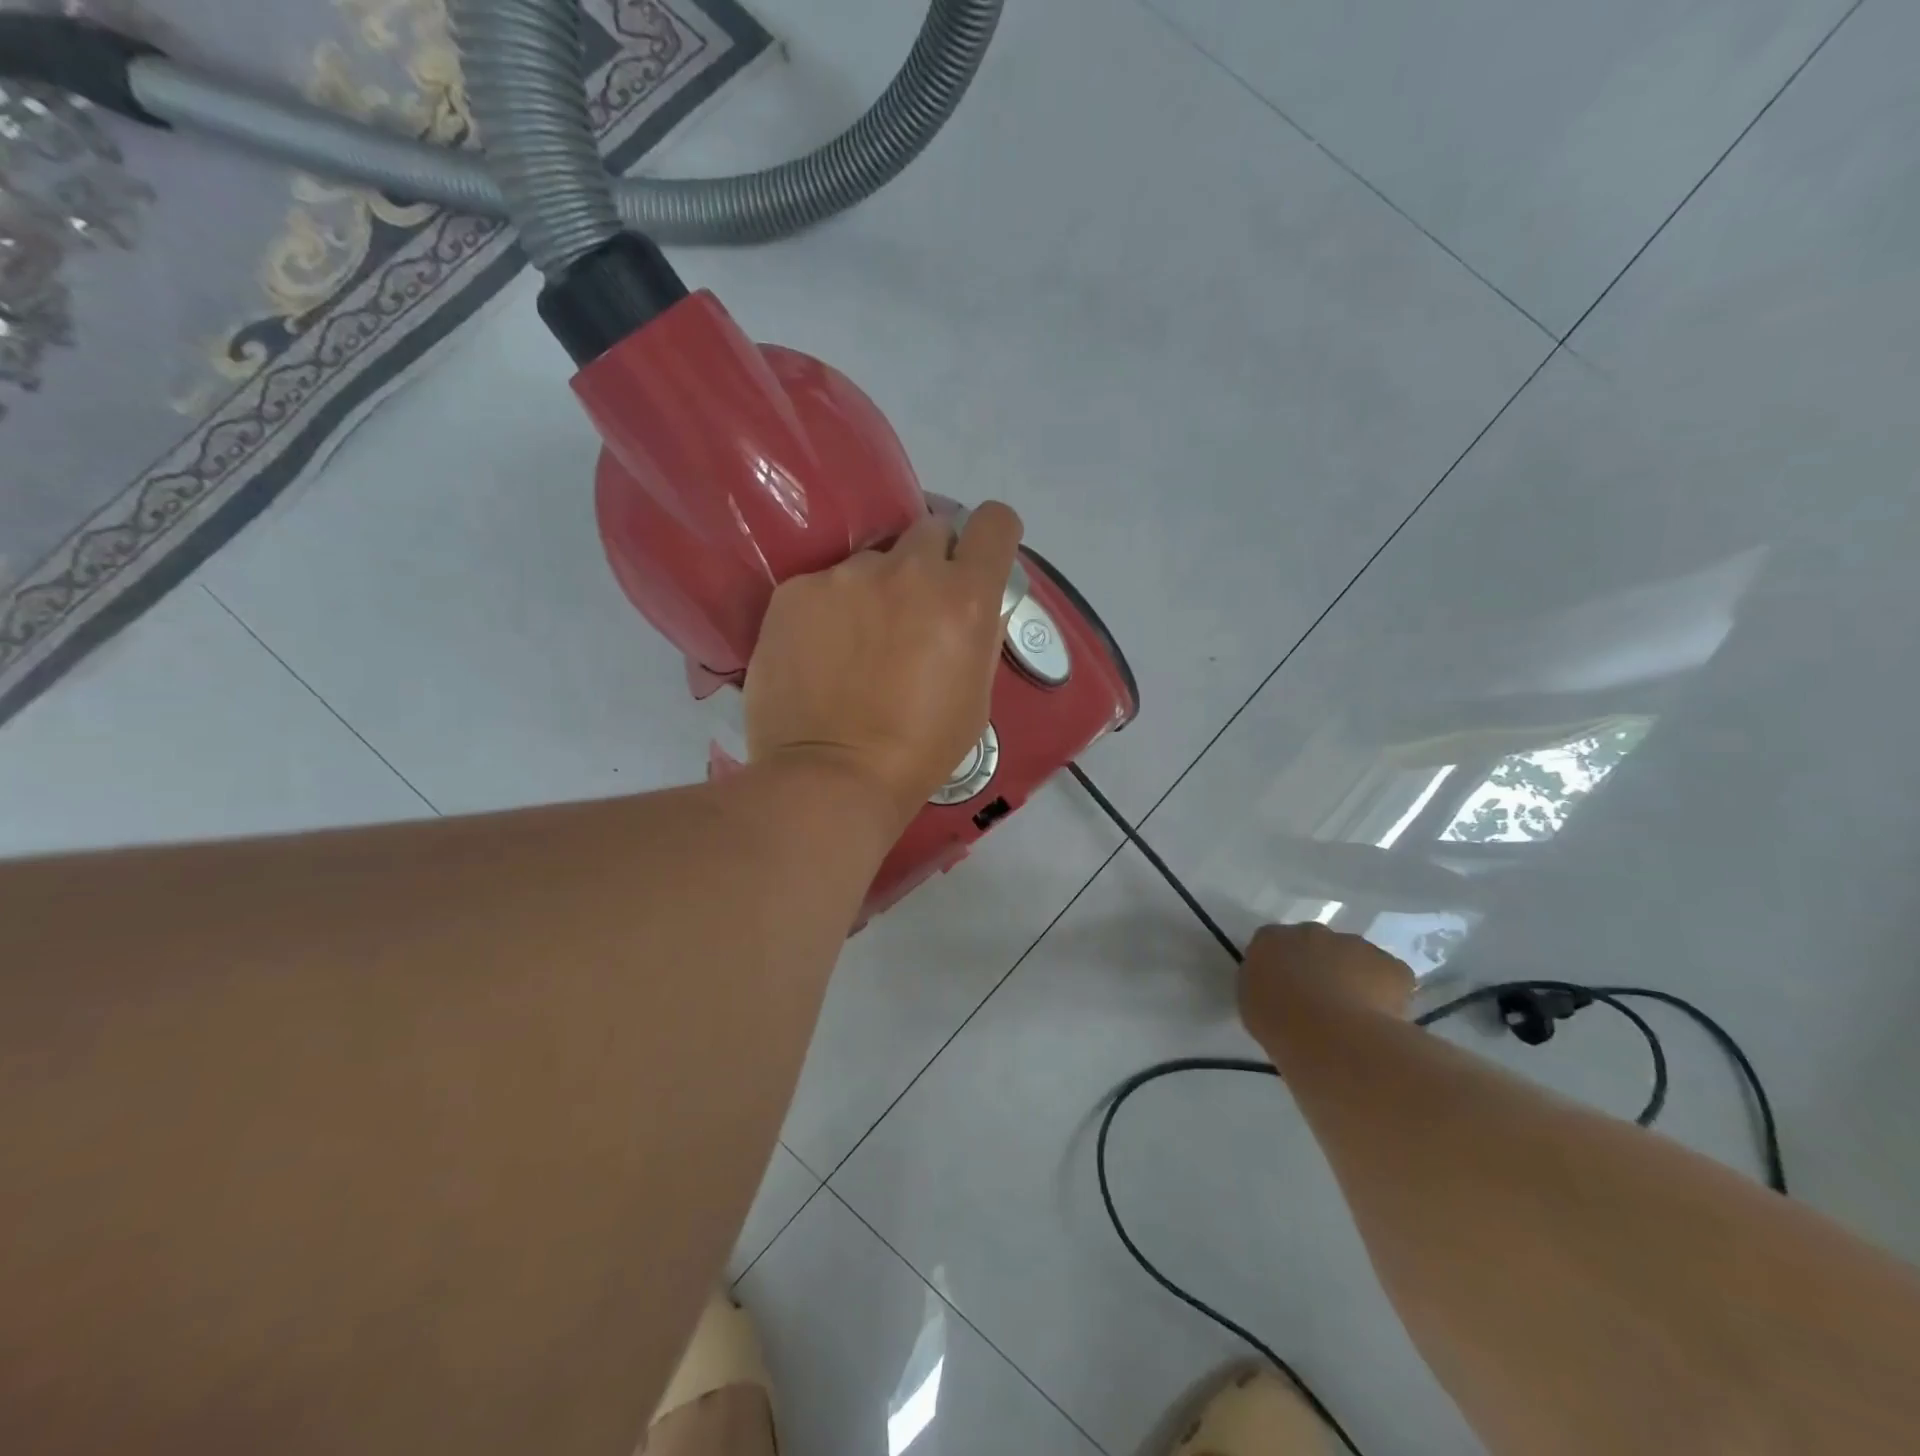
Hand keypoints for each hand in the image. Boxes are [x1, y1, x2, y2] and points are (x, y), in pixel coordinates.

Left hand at [745, 502, 1023, 833]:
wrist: (831, 778)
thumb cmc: (919, 750)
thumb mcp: (976, 696)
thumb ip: (978, 634)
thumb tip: (969, 606)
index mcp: (965, 597)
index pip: (994, 522)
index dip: (990, 538)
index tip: (977, 561)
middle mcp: (908, 569)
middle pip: (929, 530)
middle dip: (930, 562)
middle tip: (913, 611)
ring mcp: (845, 576)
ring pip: (870, 562)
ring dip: (873, 590)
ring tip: (854, 645)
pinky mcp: (795, 591)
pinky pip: (822, 585)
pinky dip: (827, 610)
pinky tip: (817, 654)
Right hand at [1238, 923, 1415, 1036]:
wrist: (1333, 1038)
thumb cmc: (1280, 1025)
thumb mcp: (1253, 1005)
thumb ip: (1264, 986)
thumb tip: (1279, 988)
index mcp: (1270, 940)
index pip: (1274, 945)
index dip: (1284, 968)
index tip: (1288, 993)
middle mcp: (1311, 931)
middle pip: (1317, 946)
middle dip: (1321, 968)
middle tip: (1322, 1004)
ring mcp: (1355, 944)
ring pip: (1355, 958)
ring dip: (1354, 978)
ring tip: (1354, 1017)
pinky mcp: (1390, 964)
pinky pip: (1389, 976)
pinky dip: (1388, 993)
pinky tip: (1381, 1019)